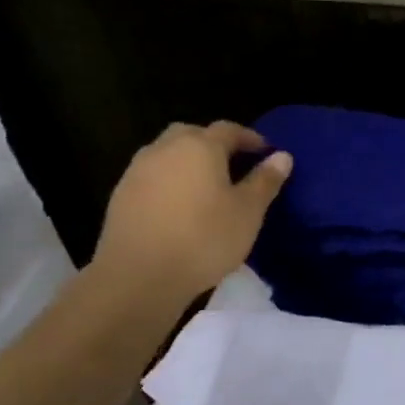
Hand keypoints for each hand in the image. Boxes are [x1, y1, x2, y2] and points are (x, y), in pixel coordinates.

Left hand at [89, 121, 291, 306]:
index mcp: (200, 147)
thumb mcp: (248, 211)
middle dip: (215, 144)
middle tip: (235, 165)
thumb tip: (282, 156)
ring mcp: (138, 170)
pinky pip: (153, 176)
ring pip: (168, 153)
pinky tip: (181, 206)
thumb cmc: (205, 238)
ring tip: (208, 186)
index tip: (266, 152)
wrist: (140, 275)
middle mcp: (165, 149)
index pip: (229, 129)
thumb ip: (264, 180)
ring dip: (189, 161)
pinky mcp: (122, 195)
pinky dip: (170, 181)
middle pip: (193, 134)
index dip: (250, 138)